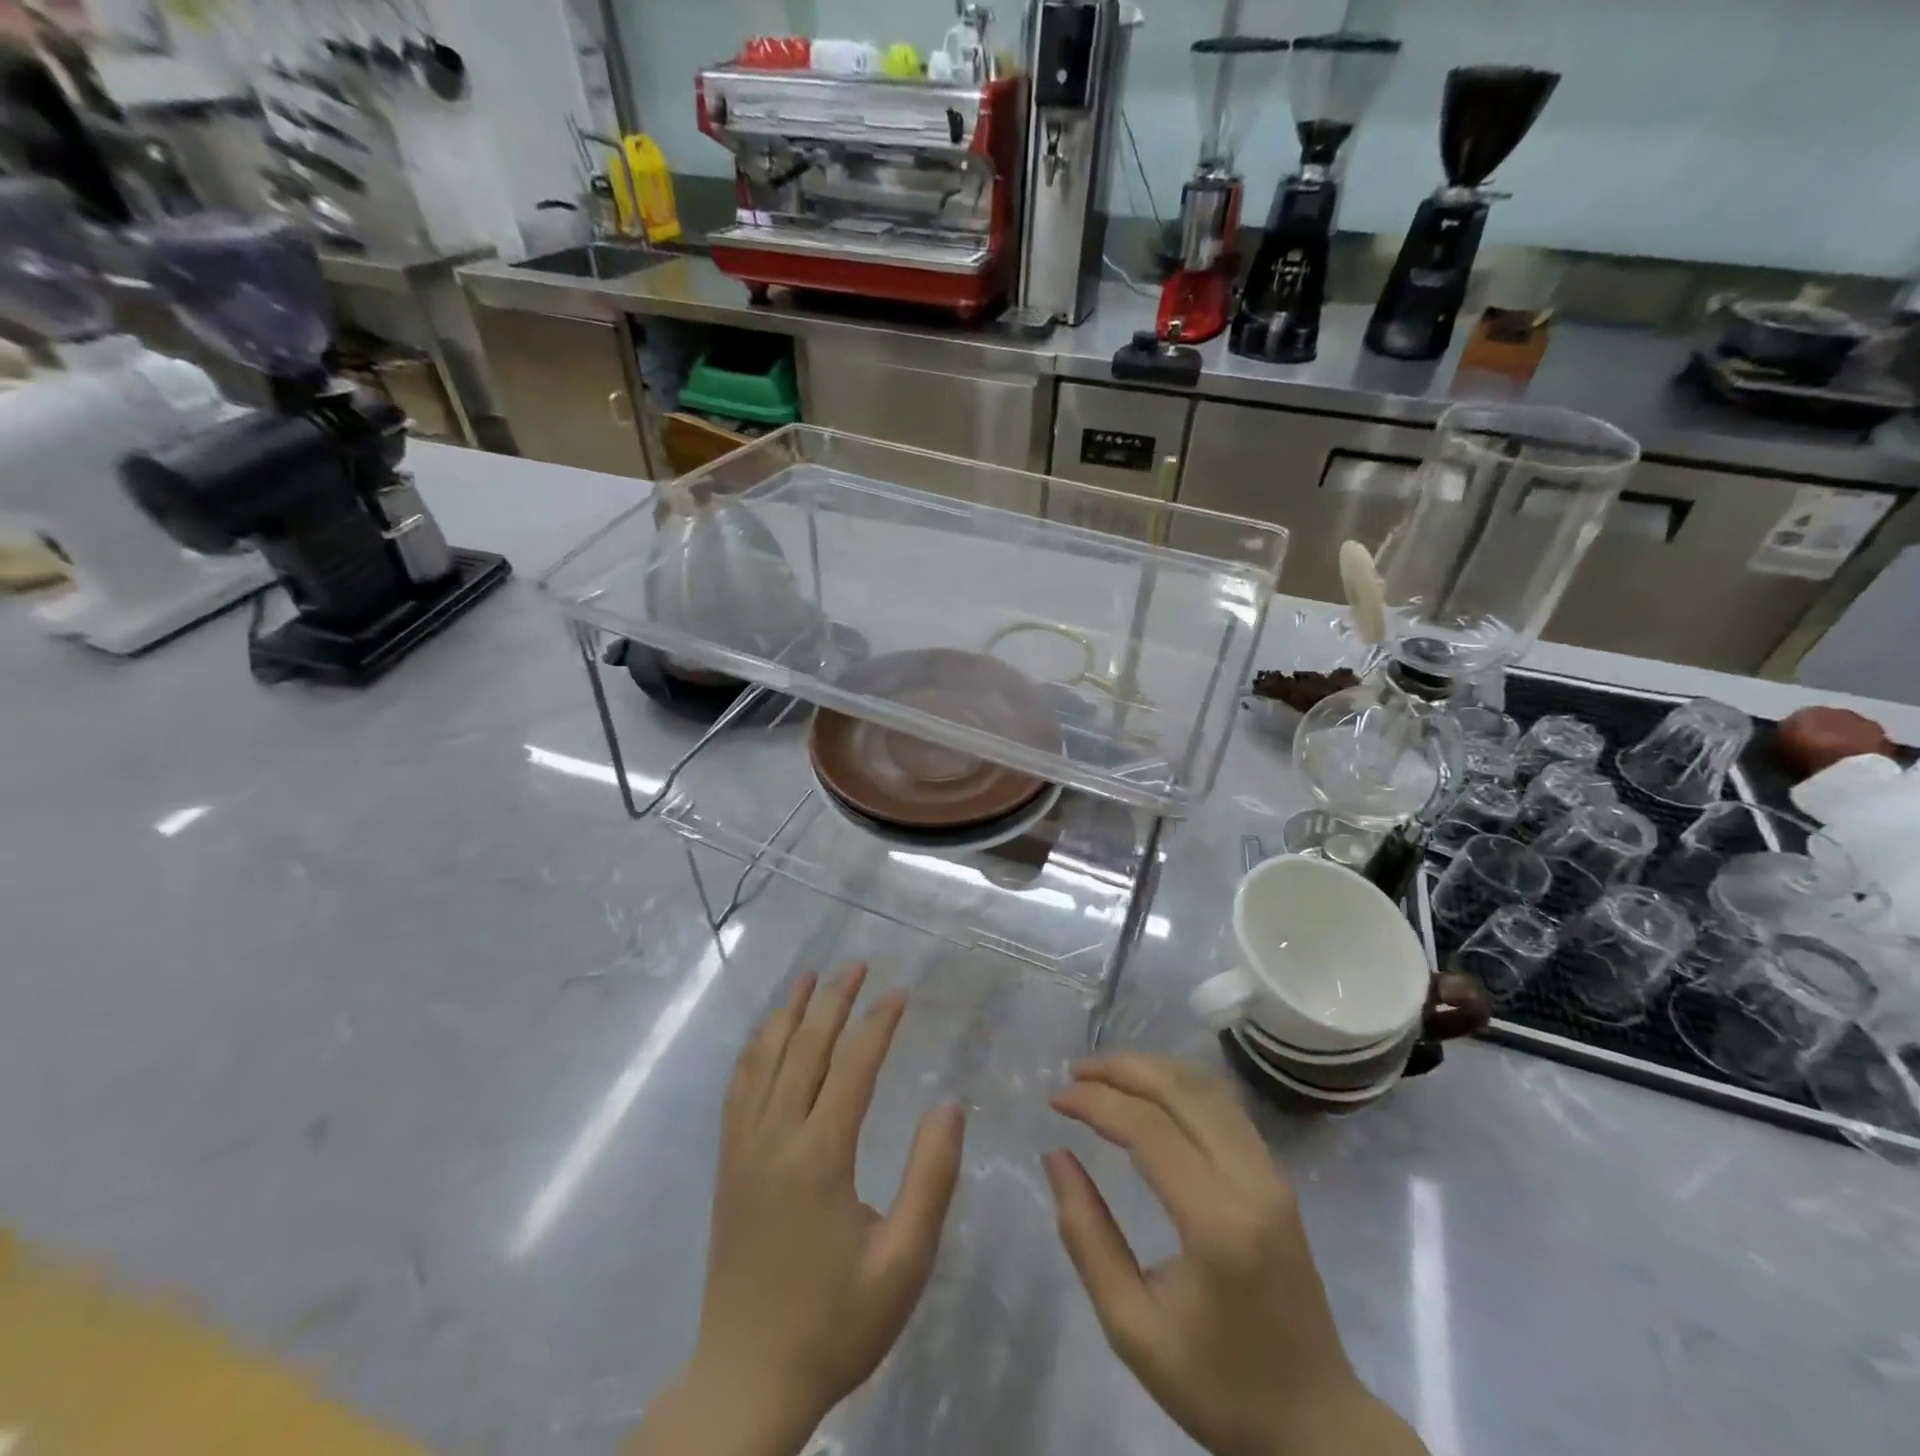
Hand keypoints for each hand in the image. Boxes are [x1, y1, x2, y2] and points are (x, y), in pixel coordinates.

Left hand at [631, 965, 964, 1455]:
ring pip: (765, 1058)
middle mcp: (776, 1137)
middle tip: (857, 964)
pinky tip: (768, 1034)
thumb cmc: (835, 1323)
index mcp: (820, 1156)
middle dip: (834, 1000)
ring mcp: (744, 1147)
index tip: (900, 992)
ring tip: (810, 977)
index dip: (878, 1023)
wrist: (747, 1379)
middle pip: (806, 1048)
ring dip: (789, 1012)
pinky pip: (738, 1087)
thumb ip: (931, 1178)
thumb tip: (948, 1105)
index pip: (853, 1066)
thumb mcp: (903, 1262)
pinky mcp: (728, 1163)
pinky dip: (756, 1048)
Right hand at [1045, 1055, 1427, 1455]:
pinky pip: (1224, 1106)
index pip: (1149, 1129)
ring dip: (1151, 1069)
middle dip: (1121, 1069)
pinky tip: (1150, 1091)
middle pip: (1181, 1091)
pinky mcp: (1277, 1176)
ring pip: (1206, 1088)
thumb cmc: (1219, 1387)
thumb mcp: (1133, 1329)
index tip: (1054, 1100)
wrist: (1316, 1425)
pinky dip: (1179, 1084)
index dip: (1096, 1102)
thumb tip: (1056, 1156)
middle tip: (1074, 1074)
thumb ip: (1088, 1237)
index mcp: (1218, 1224)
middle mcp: (1251, 1182)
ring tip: (1103, 1075)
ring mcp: (1271, 1174)